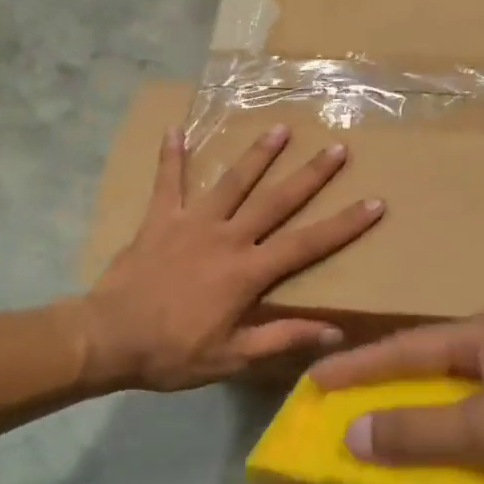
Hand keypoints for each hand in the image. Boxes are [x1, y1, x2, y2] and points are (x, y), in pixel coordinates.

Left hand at [80, 124, 383, 391]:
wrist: (109, 338)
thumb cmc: (173, 352)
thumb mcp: (233, 355)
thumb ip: (283, 337)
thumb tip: (335, 333)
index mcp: (248, 272)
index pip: (307, 244)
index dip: (343, 224)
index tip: (374, 202)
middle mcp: (226, 237)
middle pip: (276, 200)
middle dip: (310, 174)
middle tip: (337, 148)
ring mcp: (191, 223)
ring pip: (231, 182)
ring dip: (257, 154)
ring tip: (279, 128)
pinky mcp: (159, 219)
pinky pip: (167, 182)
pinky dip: (171, 156)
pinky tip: (174, 128)